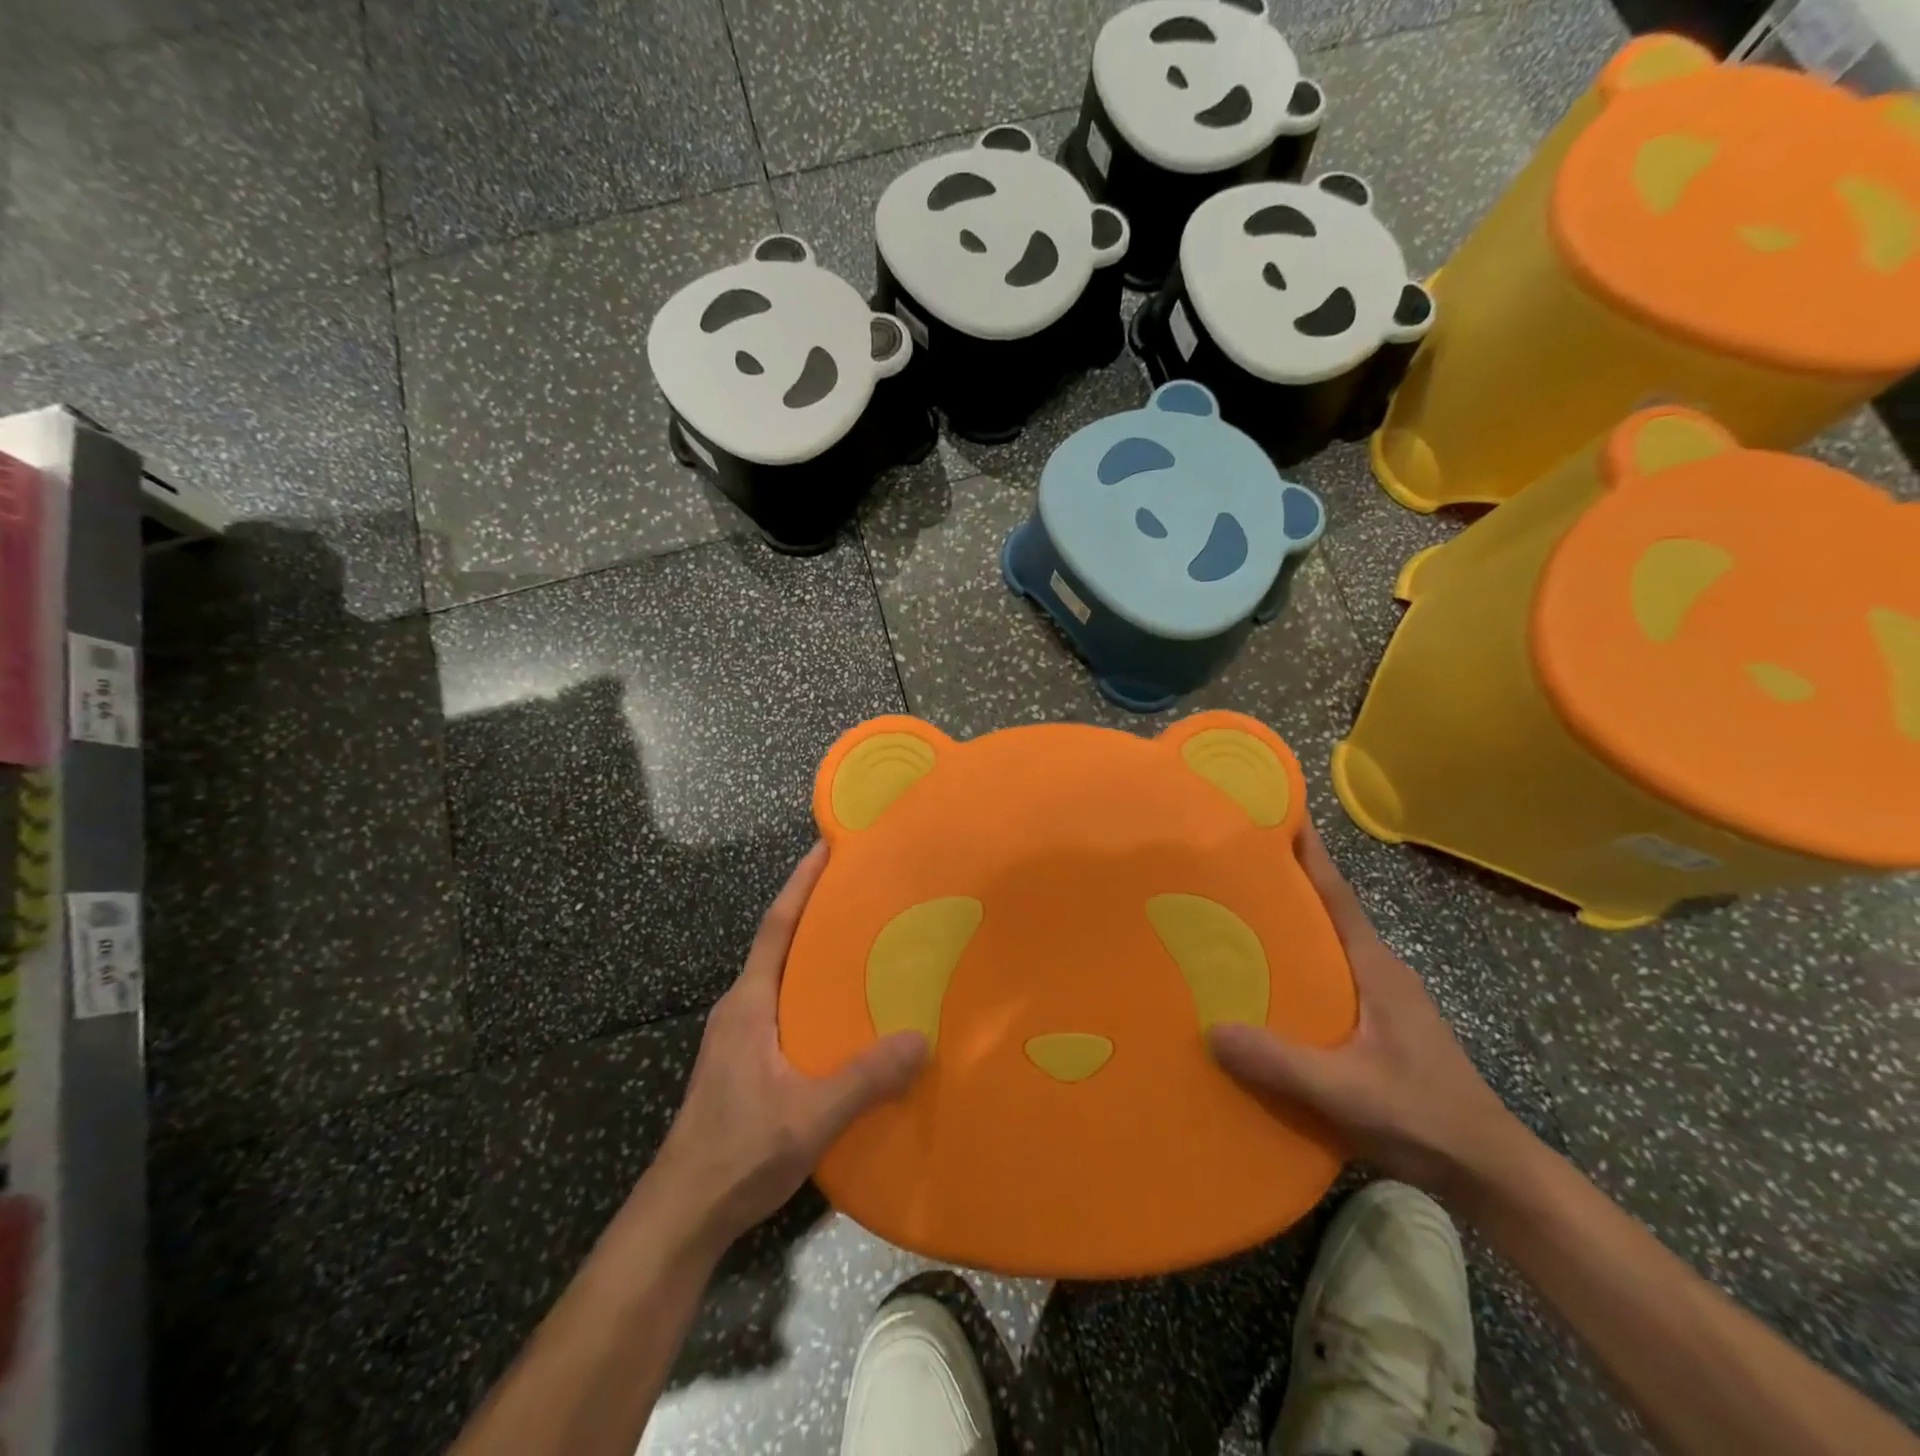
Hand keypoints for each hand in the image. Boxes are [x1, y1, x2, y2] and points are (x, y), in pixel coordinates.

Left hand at [654, 843, 928, 1248]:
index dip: (800, 885)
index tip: (825, 848)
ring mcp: (739, 1037)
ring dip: (816, 957)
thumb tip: (921, 1038)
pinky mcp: (744, 1063)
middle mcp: (740, 1009)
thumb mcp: (809, 1115)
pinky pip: (785, 1009)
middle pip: (780, 945)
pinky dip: (814, 995)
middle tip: (864, 894)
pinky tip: (846, 1015)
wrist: (682, 1215)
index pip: (775, 928)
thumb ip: (865, 1078)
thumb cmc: (738, 1152)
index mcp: (748, 1004)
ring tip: (866, 947)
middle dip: (816, 914)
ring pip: (783, 979)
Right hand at [1207, 820, 1522, 1195]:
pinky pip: (1328, 977)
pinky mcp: (1378, 1024)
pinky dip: (1296, 965)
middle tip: (1233, 866)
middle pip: (1328, 913)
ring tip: (1236, 919)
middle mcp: (1380, 971)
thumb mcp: (1348, 1091)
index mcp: (1377, 968)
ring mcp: (1382, 998)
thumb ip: (1281, 1062)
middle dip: (1288, 884)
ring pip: (1327, 946)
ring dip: (1290, 927)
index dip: (1312, 856)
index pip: (1339, 898)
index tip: (1281, 815)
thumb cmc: (1425, 1117)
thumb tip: (1211, 1030)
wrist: (1489, 1172)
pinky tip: (1265, 986)